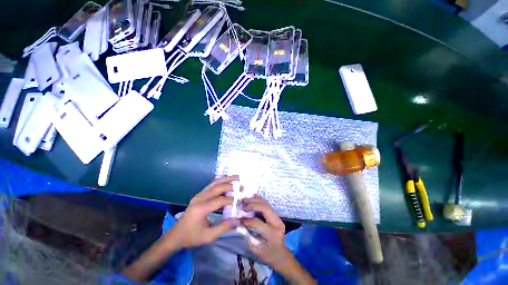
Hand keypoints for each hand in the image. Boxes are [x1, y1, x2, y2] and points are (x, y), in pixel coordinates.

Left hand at [166, 176, 239, 247]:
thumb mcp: (208, 236)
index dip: (232, 200)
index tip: (241, 201)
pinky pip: (211, 185)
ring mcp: (199, 195)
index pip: (220, 200)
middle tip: (242, 186)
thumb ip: (224, 227)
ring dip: (226, 179)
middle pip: (217, 188)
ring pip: (214, 183)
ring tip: (236, 177)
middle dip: (231, 186)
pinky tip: (227, 180)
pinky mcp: (199, 195)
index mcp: (201, 209)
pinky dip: (220, 181)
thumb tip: (238, 220)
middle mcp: (200, 198)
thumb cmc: (192, 237)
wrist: (176, 235)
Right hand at [242, 196, 315, 284]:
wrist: (280, 254)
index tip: (239, 219)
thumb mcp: (255, 249)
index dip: (247, 220)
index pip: (257, 222)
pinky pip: (267, 204)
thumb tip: (240, 222)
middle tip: (242, 204)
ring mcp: (278, 217)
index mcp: (272, 234)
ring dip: (255, 200)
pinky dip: (259, 200)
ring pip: (266, 204)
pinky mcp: (276, 215)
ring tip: (245, 199)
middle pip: (265, 208)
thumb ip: (247, 235)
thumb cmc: (267, 254)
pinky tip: (252, 198)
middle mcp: (277, 223)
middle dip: (252, 204)